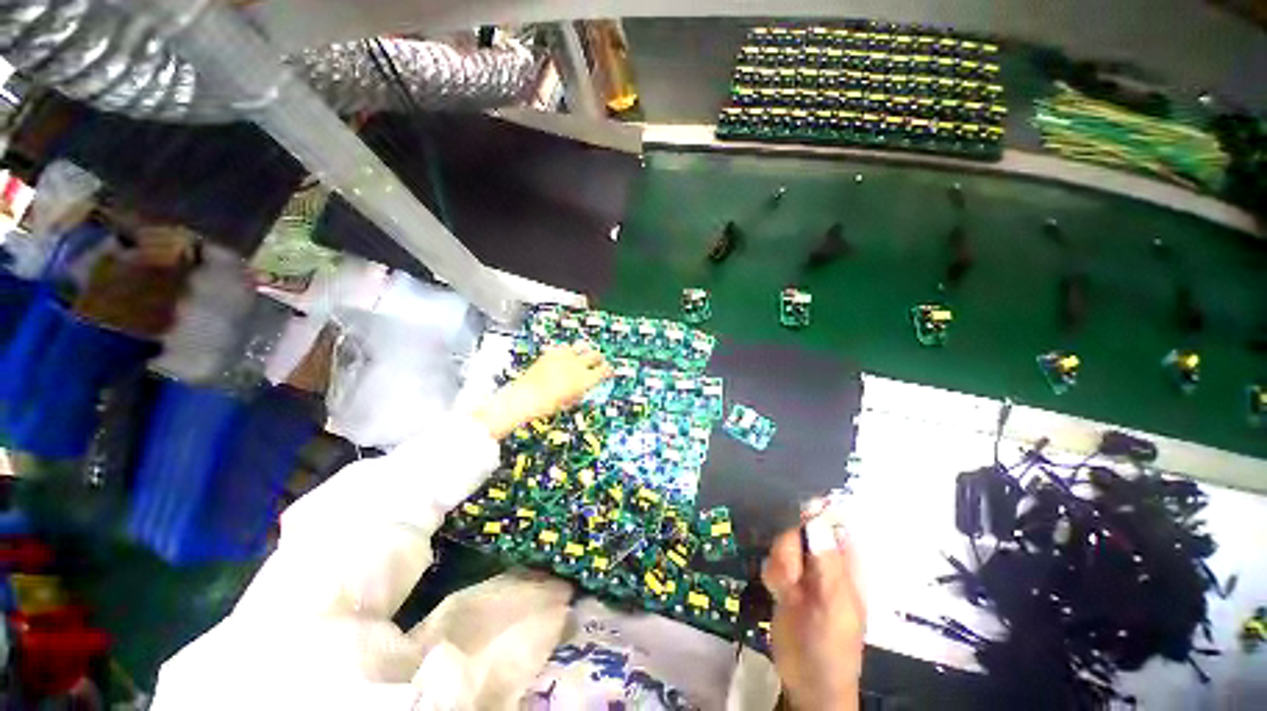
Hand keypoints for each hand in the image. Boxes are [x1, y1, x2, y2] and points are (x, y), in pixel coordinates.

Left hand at [474, 342, 613, 439]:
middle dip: (599, 358)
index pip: (604, 370)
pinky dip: (567, 351)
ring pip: (581, 345)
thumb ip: (580, 392)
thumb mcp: (570, 402)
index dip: (608, 370)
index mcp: (585, 380)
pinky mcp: (551, 352)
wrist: (526, 397)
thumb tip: (583, 388)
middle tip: (599, 360)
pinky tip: (564, 355)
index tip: (608, 371)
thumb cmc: (548, 405)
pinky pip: (564, 347)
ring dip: (584, 350)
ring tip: (583, 353)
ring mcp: (564, 357)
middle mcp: (577, 365)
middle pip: (595, 355)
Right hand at [762, 511, 865, 710]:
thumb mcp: (835, 602)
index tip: (793, 523)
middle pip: (797, 526)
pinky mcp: (785, 577)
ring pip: (781, 541)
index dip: (808, 511)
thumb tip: (814, 511)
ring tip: (788, 591)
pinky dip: (772, 575)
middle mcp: (824, 557)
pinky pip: (771, 559)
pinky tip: (779, 594)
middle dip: (788, 547)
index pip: (827, 517)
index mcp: (846, 559)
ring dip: (780, 565)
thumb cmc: (833, 645)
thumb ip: (825, 557)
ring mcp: (803, 567)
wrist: (808, 681)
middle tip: (792, 574)